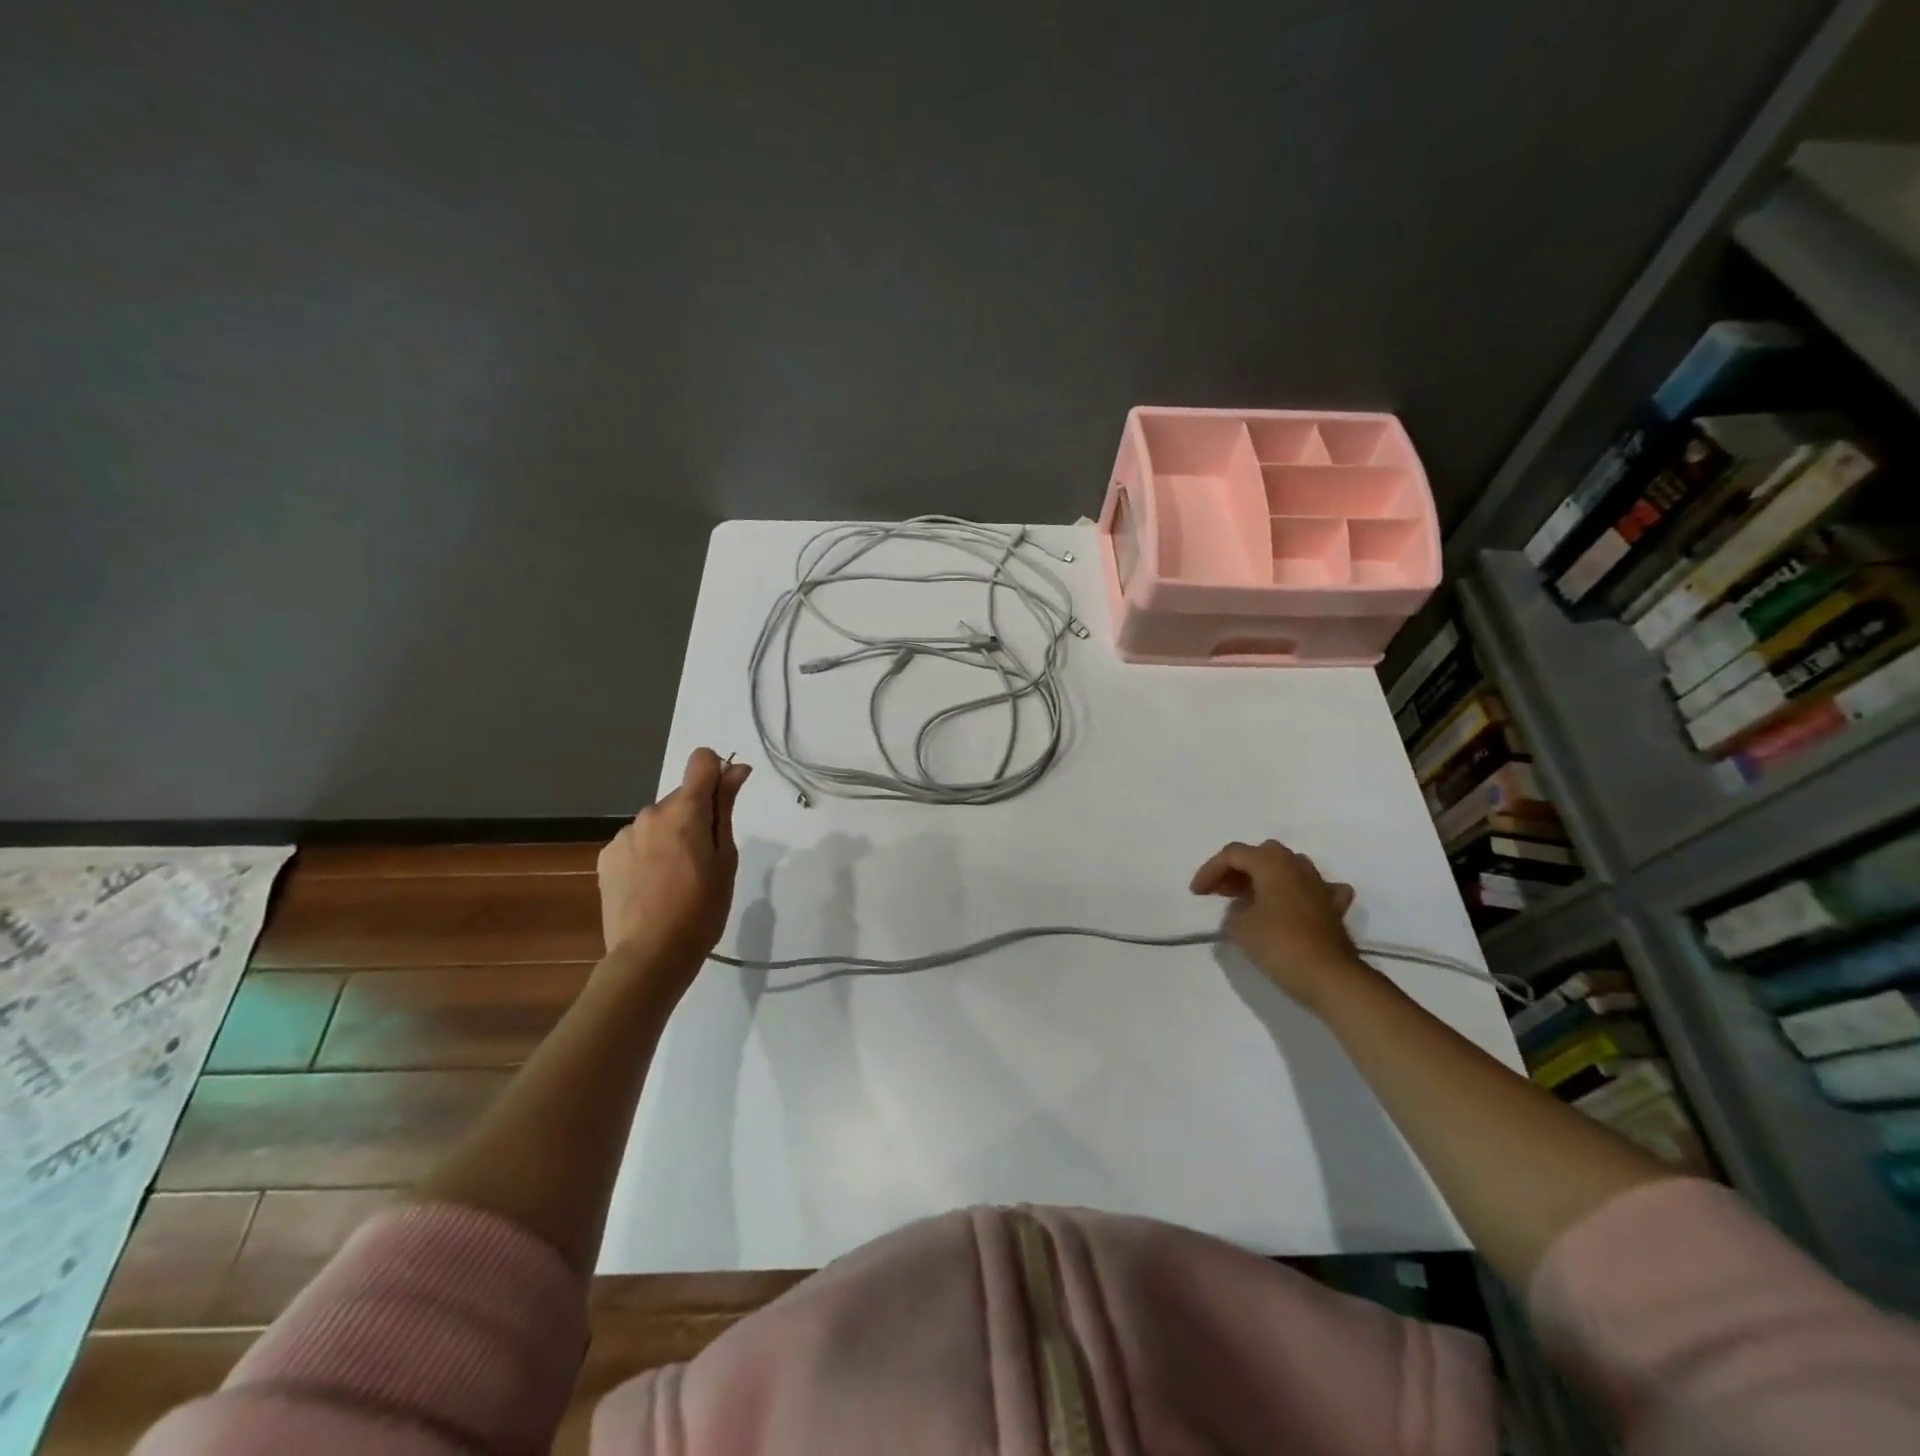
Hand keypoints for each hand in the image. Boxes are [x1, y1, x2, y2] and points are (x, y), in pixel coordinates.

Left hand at [598, 749, 751, 981]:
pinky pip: (636, 843)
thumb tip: (735, 768)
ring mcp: (624, 835)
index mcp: (684, 810)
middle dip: (695, 817)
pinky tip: (652, 887)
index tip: (724, 803)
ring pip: (658, 822)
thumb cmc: (702, 908)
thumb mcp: (726, 858)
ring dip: (670, 837)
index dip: (717, 774)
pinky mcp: (606, 857)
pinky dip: (648, 854)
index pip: (701, 760)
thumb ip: (726, 808)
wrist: (650, 955)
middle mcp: (650, 813)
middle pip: (681, 798)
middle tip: (704, 860)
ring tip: (676, 879)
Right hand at [1190, 839, 1369, 1011]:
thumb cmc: (1279, 945)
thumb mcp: (1238, 928)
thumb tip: (1242, 910)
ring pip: (1289, 868)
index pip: (1232, 854)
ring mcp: (1320, 885)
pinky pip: (1316, 890)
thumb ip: (1233, 912)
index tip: (1198, 894)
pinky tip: (1295, 907)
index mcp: (1271, 863)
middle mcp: (1297, 865)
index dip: (1210, 870)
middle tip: (1223, 892)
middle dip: (1238, 870)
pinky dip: (1302, 894)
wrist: (1330, 977)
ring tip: (1252, 900)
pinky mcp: (1334, 908)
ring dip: (1267, 878)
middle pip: (1261, 855)